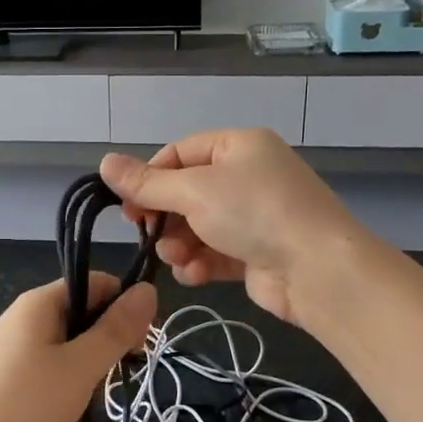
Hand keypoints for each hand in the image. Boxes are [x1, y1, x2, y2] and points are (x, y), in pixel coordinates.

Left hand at [0, 274, 157, 421]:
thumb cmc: (26, 406)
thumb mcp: (81, 367)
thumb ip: (116, 329)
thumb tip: (149, 289)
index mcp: (39, 302)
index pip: (96, 283)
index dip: (124, 307)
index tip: (140, 345)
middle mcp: (24, 317)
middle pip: (83, 313)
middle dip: (108, 342)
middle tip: (117, 378)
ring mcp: (13, 350)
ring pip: (69, 346)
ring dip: (90, 369)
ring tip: (92, 401)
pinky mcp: (8, 379)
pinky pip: (50, 369)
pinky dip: (68, 385)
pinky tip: (70, 413)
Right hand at [100, 129, 360, 326]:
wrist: (318, 270)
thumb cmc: (254, 213)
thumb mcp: (194, 192)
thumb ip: (147, 183)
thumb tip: (104, 162)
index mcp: (239, 146)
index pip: (180, 153)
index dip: (150, 178)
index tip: (128, 206)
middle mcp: (248, 176)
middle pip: (187, 193)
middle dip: (165, 218)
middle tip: (146, 235)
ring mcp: (255, 216)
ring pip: (198, 226)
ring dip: (179, 244)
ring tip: (176, 259)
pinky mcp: (257, 252)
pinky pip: (216, 252)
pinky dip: (201, 263)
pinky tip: (194, 275)